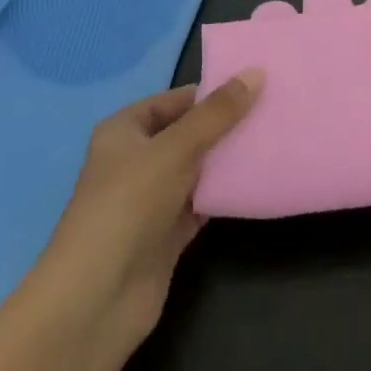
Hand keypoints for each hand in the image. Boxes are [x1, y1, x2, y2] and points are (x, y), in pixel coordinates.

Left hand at [34, 72, 262, 348]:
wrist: (99, 297)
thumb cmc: (129, 204)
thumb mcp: (175, 149)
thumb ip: (216, 114)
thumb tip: (255, 73)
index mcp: (124, 130)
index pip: (172, 101)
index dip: (209, 93)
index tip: (253, 85)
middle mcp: (135, 161)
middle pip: (186, 134)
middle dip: (223, 126)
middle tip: (271, 112)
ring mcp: (150, 200)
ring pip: (195, 170)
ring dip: (226, 161)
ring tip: (271, 142)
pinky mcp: (165, 236)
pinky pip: (200, 205)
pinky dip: (223, 196)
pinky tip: (255, 184)